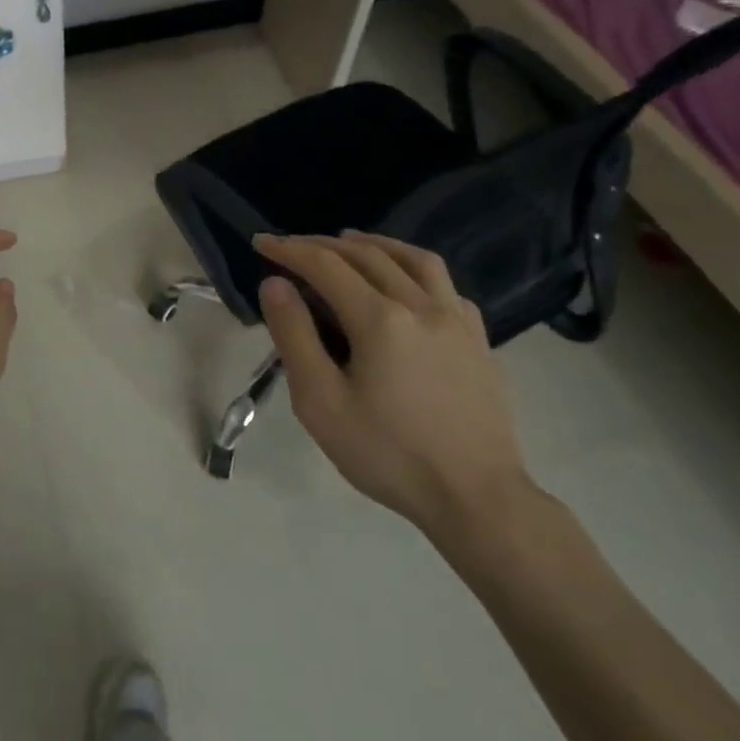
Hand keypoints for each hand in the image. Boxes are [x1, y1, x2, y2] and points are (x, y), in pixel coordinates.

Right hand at [253, 232, 532, 541]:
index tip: (261, 243)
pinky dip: (413, 268)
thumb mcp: (321, 402)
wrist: (477, 498)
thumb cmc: (388, 454)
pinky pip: (444, 284)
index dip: (289, 250)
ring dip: (373, 244)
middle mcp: (421, 305)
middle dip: (322, 244)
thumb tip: (276, 284)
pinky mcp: (478, 338)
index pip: (325, 266)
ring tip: (347, 242)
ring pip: (413, 259)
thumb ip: (294, 336)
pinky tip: (403, 282)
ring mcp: (457, 319)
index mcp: (380, 319)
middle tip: (291, 246)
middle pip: (366, 255)